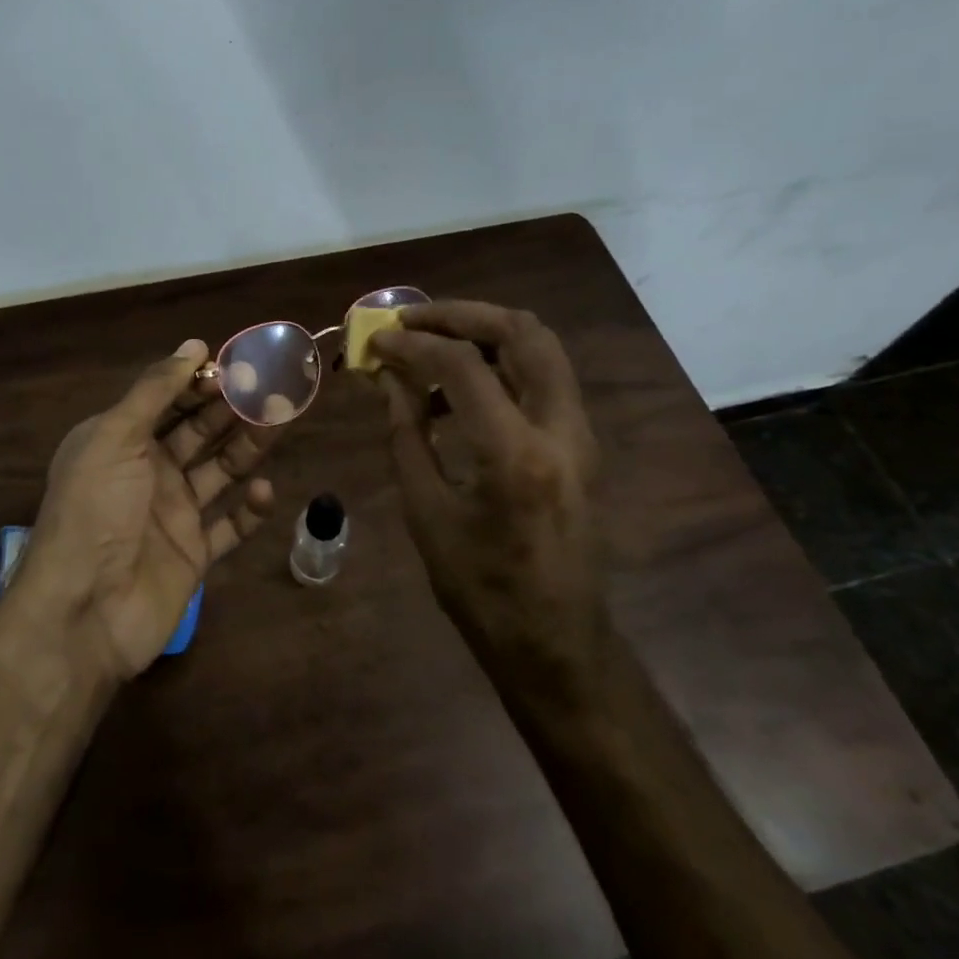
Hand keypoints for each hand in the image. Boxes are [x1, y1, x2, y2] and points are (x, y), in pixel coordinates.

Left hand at [7, 339, 277, 681]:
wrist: (84, 612)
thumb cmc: (95, 511)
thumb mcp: (116, 437)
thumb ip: (155, 390)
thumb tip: (194, 345)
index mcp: (121, 441)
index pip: (168, 400)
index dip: (201, 382)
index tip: (239, 366)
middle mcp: (148, 471)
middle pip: (200, 431)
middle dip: (232, 409)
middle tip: (273, 388)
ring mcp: (173, 514)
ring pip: (221, 470)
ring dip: (249, 447)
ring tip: (279, 423)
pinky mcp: (193, 553)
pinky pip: (230, 525)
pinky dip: (249, 509)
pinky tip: (264, 491)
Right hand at [368, 301, 604, 663]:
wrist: (556, 643)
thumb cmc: (480, 590)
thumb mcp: (426, 512)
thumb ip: (407, 433)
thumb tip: (390, 378)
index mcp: (514, 454)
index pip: (461, 366)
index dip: (412, 344)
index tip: (377, 341)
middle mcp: (559, 429)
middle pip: (522, 332)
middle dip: (462, 314)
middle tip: (413, 319)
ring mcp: (580, 435)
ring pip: (541, 347)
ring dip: (484, 332)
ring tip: (432, 344)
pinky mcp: (581, 444)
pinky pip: (543, 378)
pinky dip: (500, 363)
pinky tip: (458, 388)